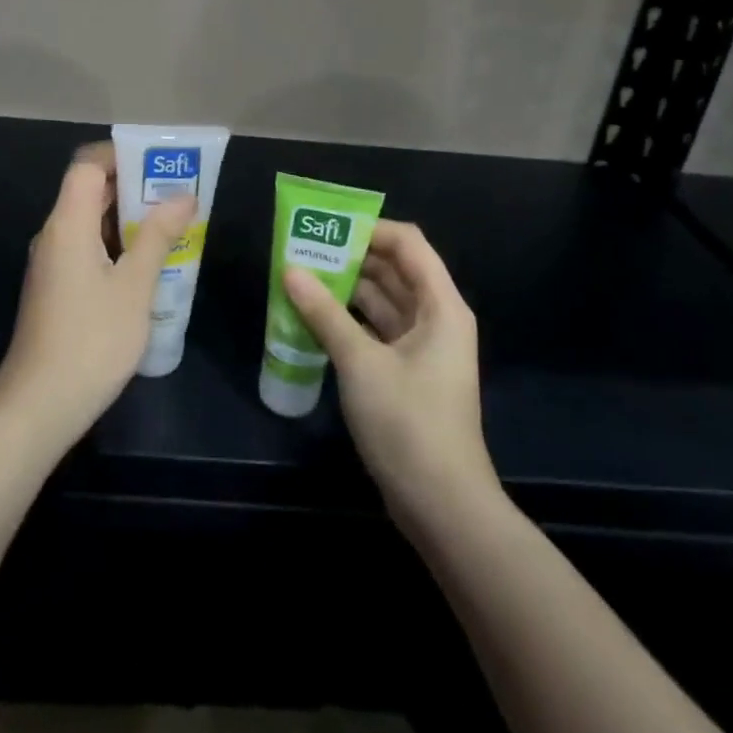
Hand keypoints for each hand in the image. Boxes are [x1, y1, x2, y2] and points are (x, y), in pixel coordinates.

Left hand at [0, 143, 195, 452]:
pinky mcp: (55, 288)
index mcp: (67, 224)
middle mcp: (54, 235)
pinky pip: (86, 248)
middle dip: (133, 186)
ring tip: (172, 224)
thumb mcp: (134, 287)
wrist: (39, 406)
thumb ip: (158, 237)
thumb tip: (183, 197)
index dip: (120, 155)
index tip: (159, 162)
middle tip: (177, 192)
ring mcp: (52, 264)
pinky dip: (116, 244)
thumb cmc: (91, 340)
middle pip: (88, 191)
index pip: (86, 166)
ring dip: (128, 218)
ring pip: (89, 222)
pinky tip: (147, 264)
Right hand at [282, 220, 497, 527]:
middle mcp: (435, 318)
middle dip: (350, 257)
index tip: (326, 227)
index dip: (370, 228)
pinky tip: (312, 317)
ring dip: (345, 289)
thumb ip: (324, 313)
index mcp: (440, 306)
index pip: (408, 244)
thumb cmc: (408, 423)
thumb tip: (290, 270)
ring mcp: (422, 347)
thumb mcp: (361, 363)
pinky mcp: (407, 373)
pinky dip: (348, 320)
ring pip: (382, 301)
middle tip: (302, 249)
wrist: (442, 506)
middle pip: (394, 270)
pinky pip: (376, 330)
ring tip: (300, 277)